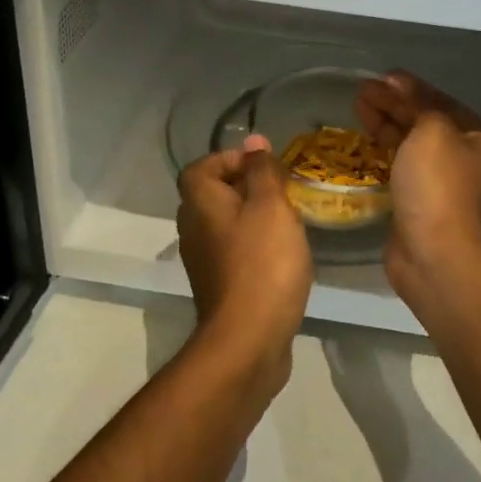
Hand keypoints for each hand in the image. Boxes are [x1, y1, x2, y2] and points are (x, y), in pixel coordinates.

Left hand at [176, 136, 312, 387]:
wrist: (248, 340)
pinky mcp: (218, 286)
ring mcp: (202, 260)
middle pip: (214, 194)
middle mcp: (192, 228)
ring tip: (288, 222)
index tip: (266, 168)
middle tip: (283, 193)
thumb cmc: (262, 263)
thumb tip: (253, 141)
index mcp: (200, 202)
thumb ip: (262, 171)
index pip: (203, 166)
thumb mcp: (271, 206)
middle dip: (248, 187)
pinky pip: (233, 251)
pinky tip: (281, 256)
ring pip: (225, 224)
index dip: (232, 159)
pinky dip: (253, 246)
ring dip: (253, 218)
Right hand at [356, 73, 480, 310]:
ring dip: (384, 123)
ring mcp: (439, 180)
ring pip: (408, 142)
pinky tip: (363, 140)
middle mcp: (462, 156)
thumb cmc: (437, 184)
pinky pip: (398, 164)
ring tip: (357, 106)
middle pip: (422, 119)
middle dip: (392, 103)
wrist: (433, 252)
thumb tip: (397, 85)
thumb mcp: (431, 130)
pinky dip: (381, 149)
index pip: (439, 100)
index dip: (409, 86)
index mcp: (476, 136)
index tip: (381, 77)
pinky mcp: (417, 199)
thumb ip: (416, 103)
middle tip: (361, 91)